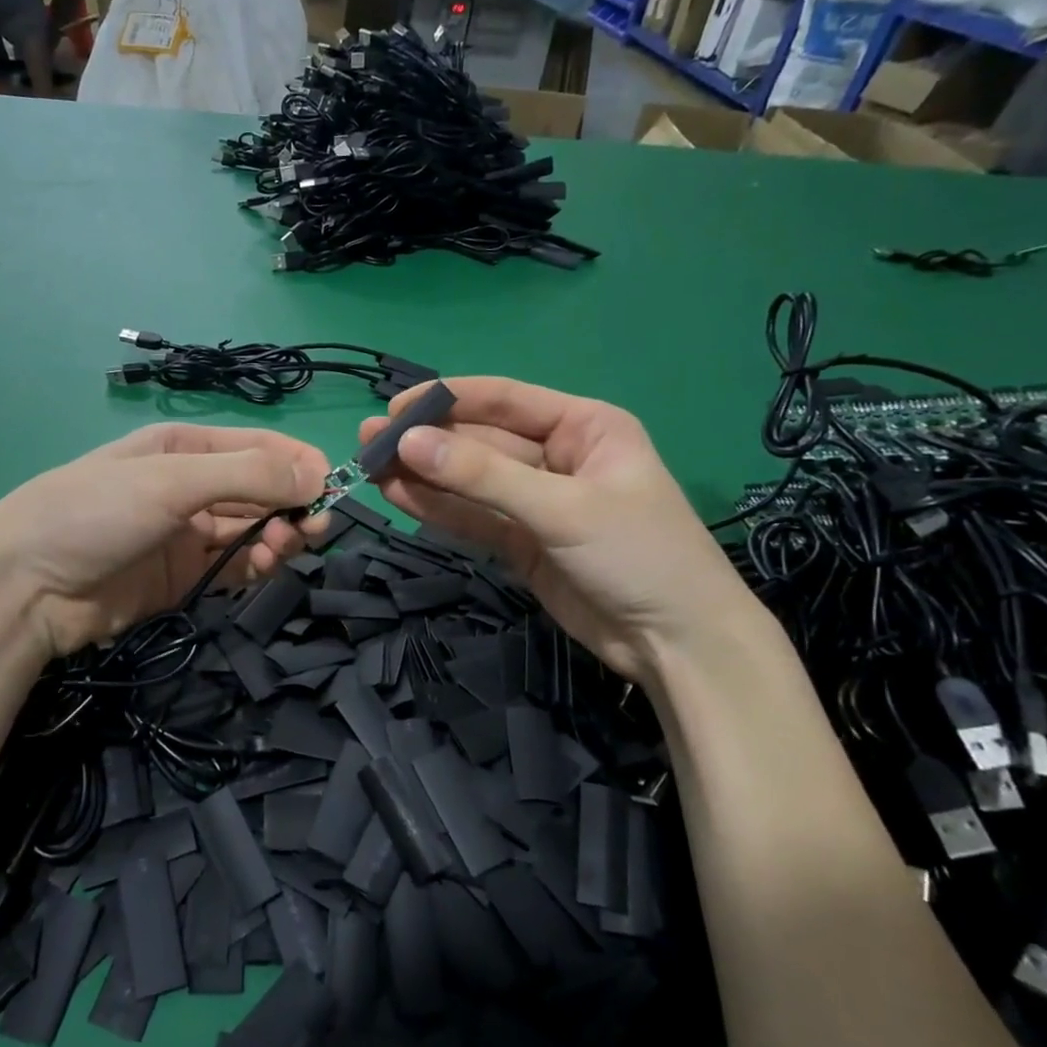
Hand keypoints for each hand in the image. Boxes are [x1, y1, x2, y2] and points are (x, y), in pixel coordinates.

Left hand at [0, 424, 330, 658]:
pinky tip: (265, 566)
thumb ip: (247, 474)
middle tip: (310, 529)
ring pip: (254, 530)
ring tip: (280, 550)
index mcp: (185, 448)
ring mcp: (188, 535)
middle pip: (262, 490)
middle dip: (291, 504)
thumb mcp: (171, 480)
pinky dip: (258, 565)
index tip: (331, 489)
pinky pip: (236, 566)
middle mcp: (191, 486)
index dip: (299, 464)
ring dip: (278, 537)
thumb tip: (320, 472)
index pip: (259, 447)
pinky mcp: (185, 579)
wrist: (24, 589)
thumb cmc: (94, 513)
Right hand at [360, 378, 759, 682]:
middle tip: (367, 441)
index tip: (395, 407)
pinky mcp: (522, 543)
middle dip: (427, 442)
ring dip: (424, 475)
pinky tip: (398, 496)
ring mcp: (536, 503)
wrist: (679, 645)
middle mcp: (558, 457)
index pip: (505, 401)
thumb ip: (483, 476)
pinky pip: (473, 518)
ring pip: (470, 482)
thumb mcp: (562, 508)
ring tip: (369, 466)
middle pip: (480, 442)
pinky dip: (438, 509)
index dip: (448, 400)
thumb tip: (407, 442)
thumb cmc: (638, 555)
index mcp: (584, 427)